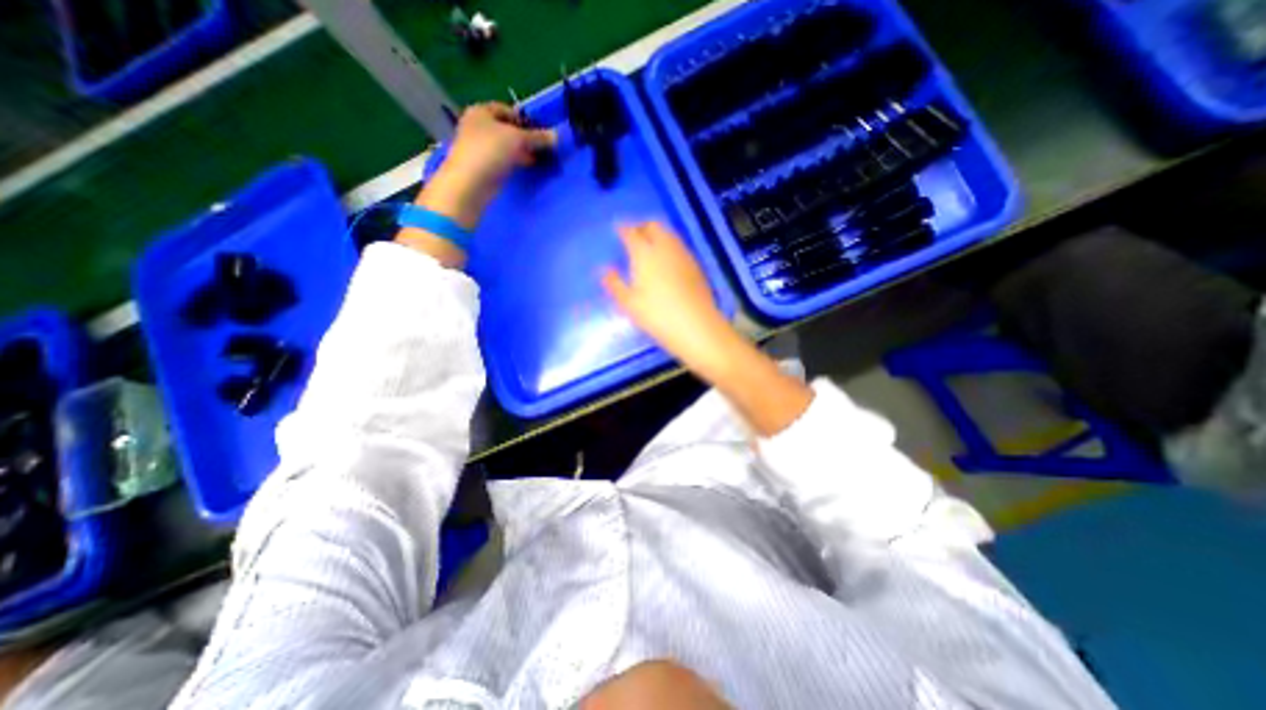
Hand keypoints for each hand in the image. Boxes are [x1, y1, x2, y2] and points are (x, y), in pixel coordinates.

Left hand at [419, 100, 554, 229]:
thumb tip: (557, 136)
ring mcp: (478, 147)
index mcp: (481, 111)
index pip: (508, 110)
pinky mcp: (482, 166)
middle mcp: (477, 125)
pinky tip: (525, 169)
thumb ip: (537, 138)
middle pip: (507, 128)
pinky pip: (502, 160)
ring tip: (537, 160)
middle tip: (542, 148)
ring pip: (505, 146)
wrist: (470, 183)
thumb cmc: (490, 151)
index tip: (541, 132)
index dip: (525, 120)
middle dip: (525, 138)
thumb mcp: (518, 139)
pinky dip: (514, 162)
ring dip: (521, 151)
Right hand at [604, 223, 810, 436]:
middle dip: (641, 227)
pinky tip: (667, 262)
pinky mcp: (696, 266)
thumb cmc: (657, 316)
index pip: (631, 232)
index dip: (623, 229)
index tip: (617, 230)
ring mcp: (684, 255)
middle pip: (653, 226)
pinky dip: (669, 247)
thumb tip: (605, 270)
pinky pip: (679, 247)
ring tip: (649, 248)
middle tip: (633, 237)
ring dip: (657, 235)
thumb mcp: (629, 304)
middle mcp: (666, 247)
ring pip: (669, 235)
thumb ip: (614, 283)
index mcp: (645, 253)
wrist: (697, 328)